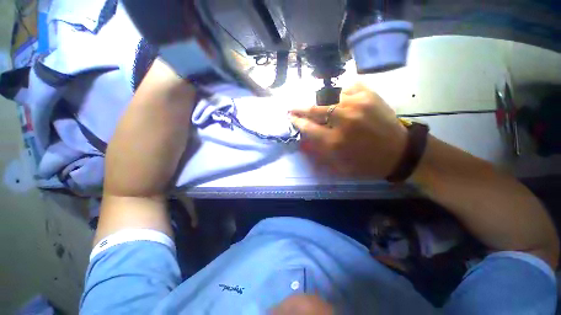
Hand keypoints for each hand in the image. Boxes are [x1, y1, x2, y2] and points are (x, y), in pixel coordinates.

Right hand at [290, 83, 406, 178]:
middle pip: (315, 109)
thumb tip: (305, 138)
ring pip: (330, 96)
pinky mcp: (370, 95)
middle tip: (293, 107)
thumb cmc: (367, 164)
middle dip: (300, 108)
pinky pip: (348, 87)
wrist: (400, 153)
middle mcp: (344, 120)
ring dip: (322, 101)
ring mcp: (357, 104)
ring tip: (321, 105)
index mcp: (335, 141)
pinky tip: (342, 99)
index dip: (297, 121)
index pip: (308, 127)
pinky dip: (341, 93)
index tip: (291, 117)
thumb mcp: (339, 166)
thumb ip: (320, 152)